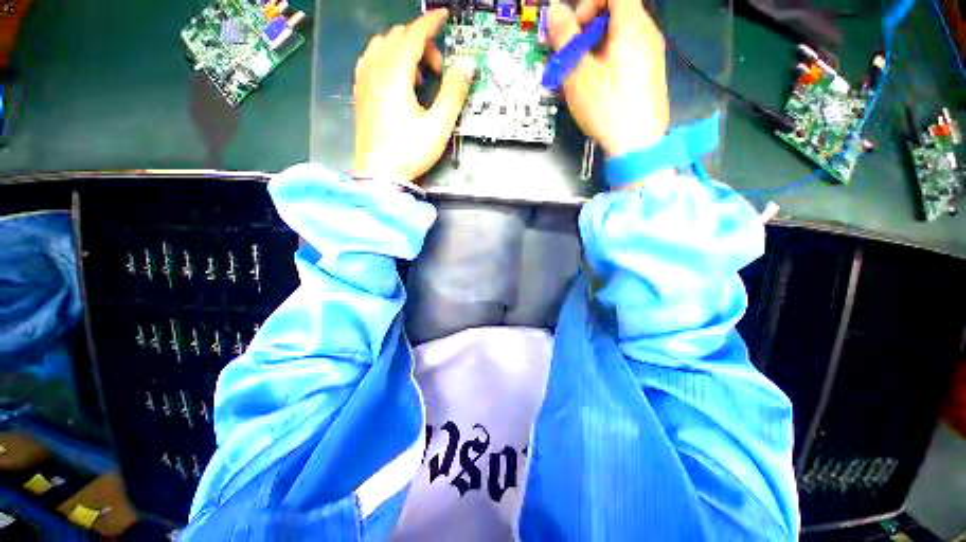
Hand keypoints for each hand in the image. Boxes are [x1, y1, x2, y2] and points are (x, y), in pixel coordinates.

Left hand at [353, 9, 475, 181]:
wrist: (379, 174)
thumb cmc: (410, 151)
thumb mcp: (438, 125)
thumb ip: (454, 93)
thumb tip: (467, 64)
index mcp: (395, 75)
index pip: (413, 35)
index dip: (431, 23)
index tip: (444, 17)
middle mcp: (376, 71)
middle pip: (397, 37)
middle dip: (420, 42)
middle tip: (438, 68)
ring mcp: (364, 82)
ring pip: (381, 46)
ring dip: (402, 49)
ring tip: (418, 74)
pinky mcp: (360, 94)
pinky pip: (369, 61)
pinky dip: (385, 58)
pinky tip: (394, 75)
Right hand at [548, 0, 669, 156]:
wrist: (637, 144)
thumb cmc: (607, 107)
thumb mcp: (579, 74)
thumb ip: (565, 39)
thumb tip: (555, 10)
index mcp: (632, 26)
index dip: (589, 3)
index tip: (575, 29)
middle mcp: (647, 34)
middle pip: (616, 12)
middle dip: (588, 28)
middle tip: (572, 56)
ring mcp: (651, 54)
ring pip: (619, 35)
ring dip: (595, 47)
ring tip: (580, 76)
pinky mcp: (649, 73)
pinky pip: (626, 53)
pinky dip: (607, 60)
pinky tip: (596, 86)